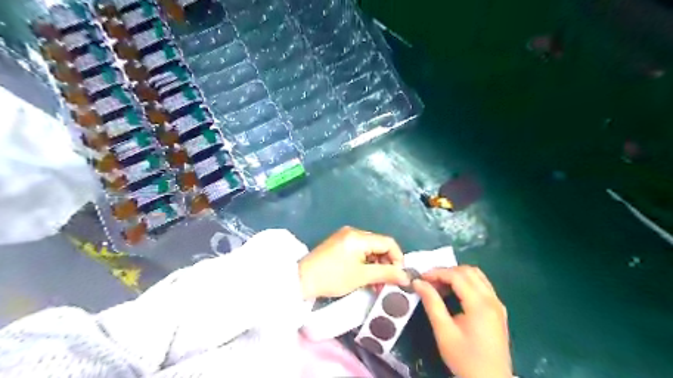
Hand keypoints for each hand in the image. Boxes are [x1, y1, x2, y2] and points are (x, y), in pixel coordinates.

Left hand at [301, 225, 409, 299]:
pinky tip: (366, 277)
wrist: (302, 279)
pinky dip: (366, 263)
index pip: (388, 242)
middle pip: (380, 245)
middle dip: (387, 264)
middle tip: (387, 283)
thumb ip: (386, 274)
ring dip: (376, 265)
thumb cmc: (333, 277)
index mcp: (359, 236)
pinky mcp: (340, 243)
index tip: (399, 276)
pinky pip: (360, 251)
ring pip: (370, 249)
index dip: (398, 258)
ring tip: (376, 284)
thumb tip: (406, 277)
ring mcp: (345, 237)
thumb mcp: (361, 277)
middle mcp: (354, 232)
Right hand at [413, 266, 512, 377]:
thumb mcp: (444, 332)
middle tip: (430, 282)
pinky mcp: (498, 310)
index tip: (421, 278)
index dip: (437, 273)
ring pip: (477, 276)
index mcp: (480, 304)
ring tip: (440, 287)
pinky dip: (467, 283)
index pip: (457, 276)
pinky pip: (482, 285)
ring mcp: (497, 304)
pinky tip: (455, 294)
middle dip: (446, 272)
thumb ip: (432, 303)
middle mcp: (492, 299)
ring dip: (457, 276)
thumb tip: (418, 282)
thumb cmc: (465, 358)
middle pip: (468, 271)